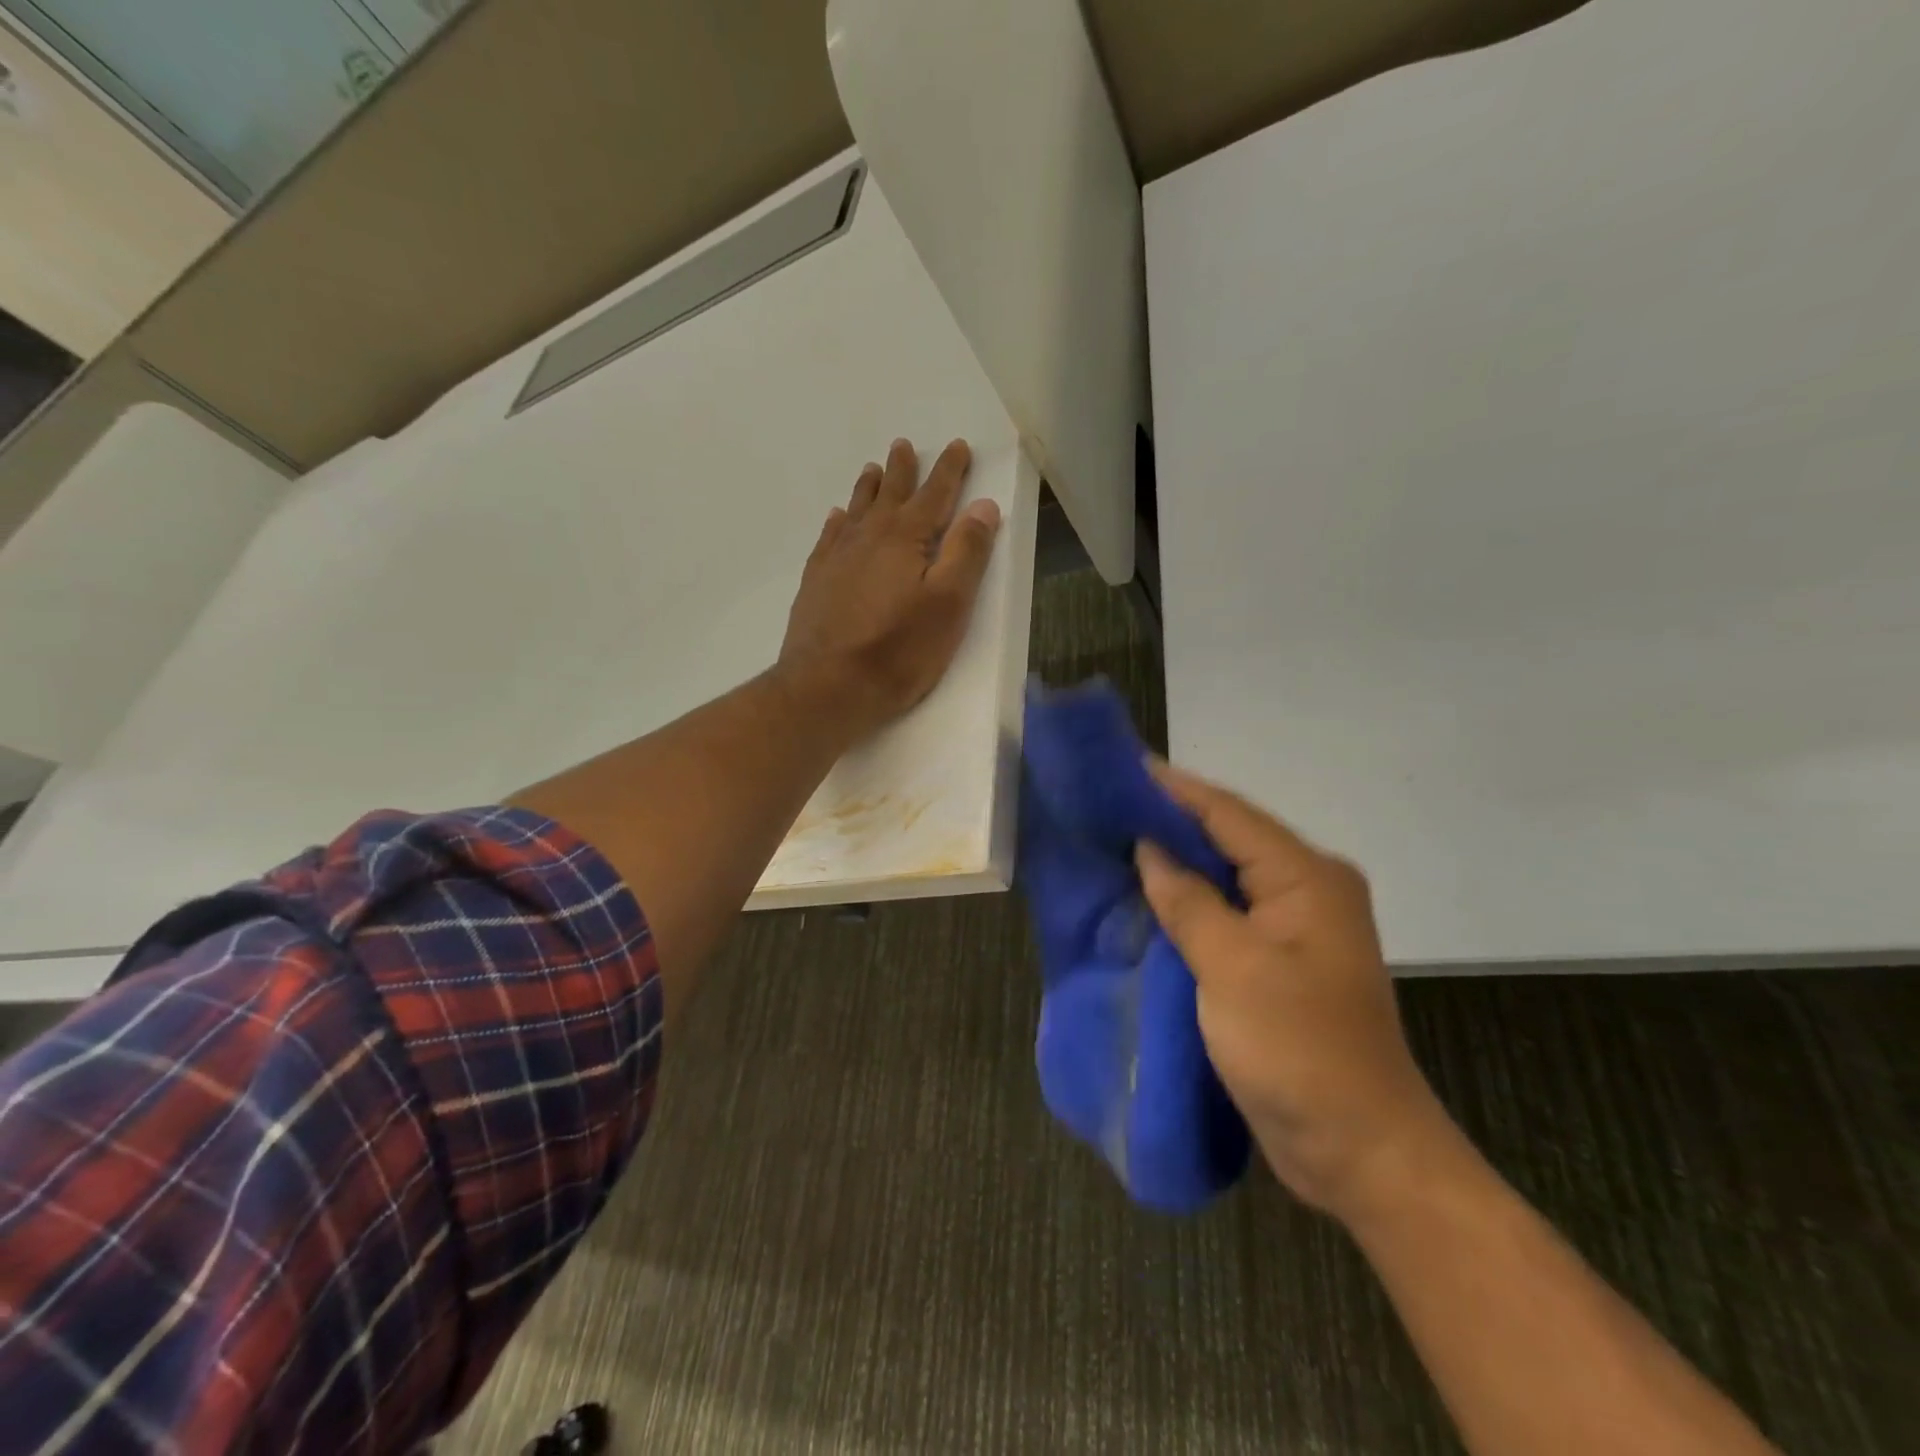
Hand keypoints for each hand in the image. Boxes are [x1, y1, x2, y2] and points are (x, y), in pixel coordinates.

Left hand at [778, 437, 1001, 740]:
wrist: (827, 686)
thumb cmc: (898, 650)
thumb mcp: (949, 604)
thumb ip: (967, 552)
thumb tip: (983, 506)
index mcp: (906, 539)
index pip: (934, 495)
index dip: (949, 471)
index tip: (957, 446)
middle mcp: (868, 538)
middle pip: (890, 494)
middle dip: (903, 470)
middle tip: (904, 445)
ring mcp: (837, 558)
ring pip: (857, 511)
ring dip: (869, 489)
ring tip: (873, 469)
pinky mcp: (816, 582)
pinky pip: (829, 537)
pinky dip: (838, 521)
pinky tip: (837, 518)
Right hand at [1135, 763, 1448, 1221]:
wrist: (1359, 1150)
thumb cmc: (1298, 1050)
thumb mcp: (1233, 969)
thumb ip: (1188, 902)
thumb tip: (1150, 849)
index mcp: (1307, 878)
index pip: (1229, 815)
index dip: (1175, 789)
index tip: (1124, 767)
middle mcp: (1306, 891)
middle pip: (1228, 839)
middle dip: (1171, 822)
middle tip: (1110, 804)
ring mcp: (1294, 929)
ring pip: (1225, 878)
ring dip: (1177, 863)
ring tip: (1118, 841)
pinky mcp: (1279, 964)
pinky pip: (1226, 915)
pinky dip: (1188, 904)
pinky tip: (1148, 899)